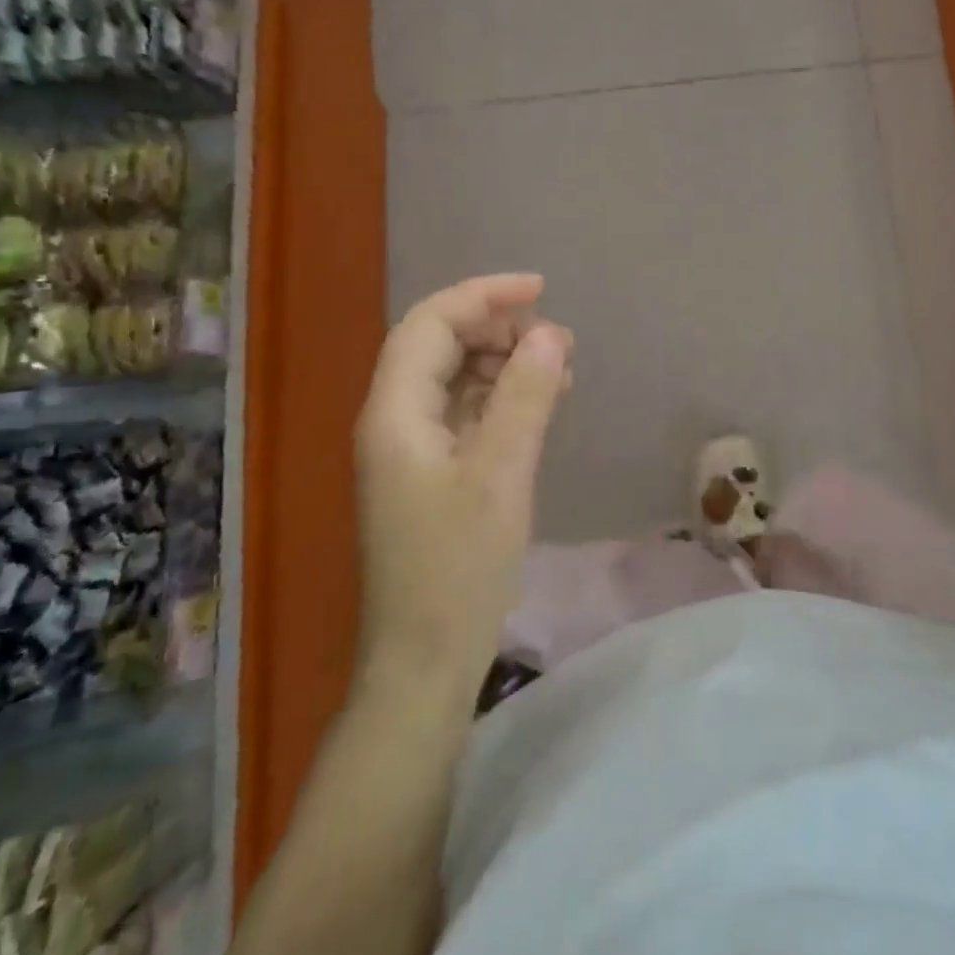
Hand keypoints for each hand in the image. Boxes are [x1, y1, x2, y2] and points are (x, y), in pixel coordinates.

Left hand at [354, 274, 571, 698]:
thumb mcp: (501, 475)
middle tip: (557, 340)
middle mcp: (394, 422)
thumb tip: (551, 333)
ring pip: (455, 380)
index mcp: (394, 413)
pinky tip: (540, 405)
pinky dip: (502, 400)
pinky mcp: (431, 477)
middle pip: (439, 346)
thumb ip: (525, 396)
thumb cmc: (457, 569)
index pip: (430, 324)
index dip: (483, 296)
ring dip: (504, 364)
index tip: (541, 290)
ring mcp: (411, 451)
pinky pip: (465, 415)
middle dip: (498, 330)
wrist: (423, 665)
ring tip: (560, 369)